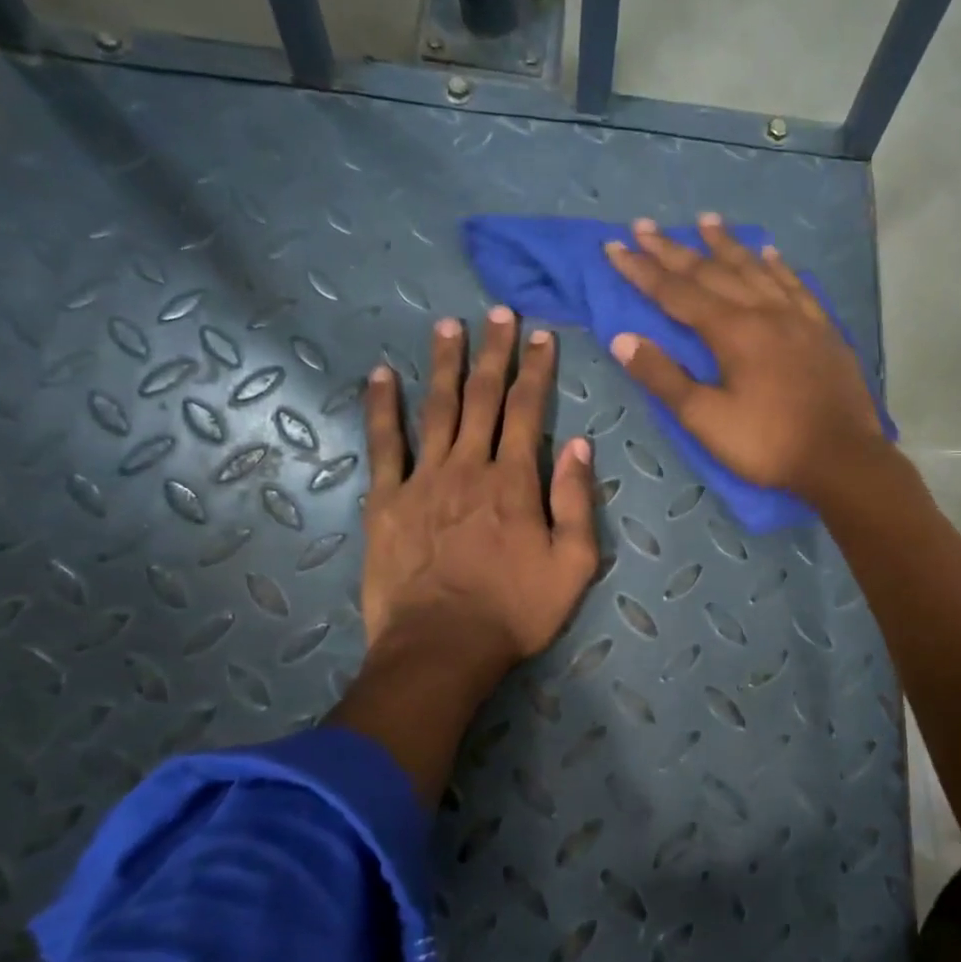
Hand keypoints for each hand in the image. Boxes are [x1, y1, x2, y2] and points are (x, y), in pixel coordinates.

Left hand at [360, 307, 598, 680]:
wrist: (442, 647)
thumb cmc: (515, 611)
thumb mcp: (573, 565)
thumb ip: (577, 502)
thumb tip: (580, 445)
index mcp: (515, 481)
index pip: (529, 410)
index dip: (536, 370)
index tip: (541, 336)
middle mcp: (469, 467)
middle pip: (483, 398)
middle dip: (493, 352)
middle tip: (497, 313)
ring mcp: (423, 480)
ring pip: (436, 409)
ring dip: (443, 364)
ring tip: (447, 326)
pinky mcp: (387, 501)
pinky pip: (383, 445)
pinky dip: (381, 408)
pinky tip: (380, 375)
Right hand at [601, 215, 884, 502]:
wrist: (841, 458)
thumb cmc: (767, 442)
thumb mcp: (706, 419)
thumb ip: (664, 378)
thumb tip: (622, 340)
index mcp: (732, 331)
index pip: (676, 292)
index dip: (642, 270)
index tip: (614, 248)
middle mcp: (764, 311)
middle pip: (712, 272)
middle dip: (674, 249)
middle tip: (645, 226)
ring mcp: (798, 316)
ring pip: (755, 269)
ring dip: (726, 245)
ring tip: (705, 220)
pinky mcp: (823, 330)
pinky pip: (795, 285)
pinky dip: (777, 265)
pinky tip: (770, 253)